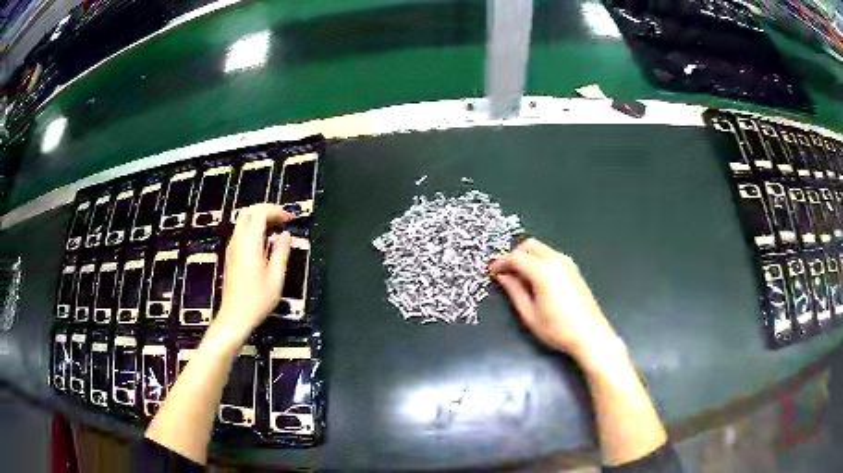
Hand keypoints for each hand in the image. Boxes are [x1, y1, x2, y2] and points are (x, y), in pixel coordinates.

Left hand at [216, 204, 292, 338]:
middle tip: (282, 219)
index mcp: (249, 244)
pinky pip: (241, 233)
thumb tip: (285, 235)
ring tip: (276, 229)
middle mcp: (237, 242)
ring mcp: (232, 248)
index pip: (259, 213)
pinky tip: (265, 243)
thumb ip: (281, 253)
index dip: (275, 210)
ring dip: (259, 219)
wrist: (234, 317)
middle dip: (265, 210)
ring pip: (243, 221)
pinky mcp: (231, 256)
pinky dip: (253, 229)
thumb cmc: (257, 301)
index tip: (289, 218)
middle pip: (248, 212)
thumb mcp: (275, 278)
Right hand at [489, 238, 621, 364]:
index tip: (490, 271)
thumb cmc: (557, 329)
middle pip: (529, 245)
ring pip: (541, 248)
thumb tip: (502, 276)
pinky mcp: (573, 268)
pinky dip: (538, 260)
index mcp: (543, 271)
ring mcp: (567, 262)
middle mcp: (556, 260)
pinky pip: (550, 255)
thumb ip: (514, 290)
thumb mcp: (529, 314)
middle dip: (513, 255)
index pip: (516, 257)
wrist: (590, 334)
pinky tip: (535, 279)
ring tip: (518, 277)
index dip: (500, 262)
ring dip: (526, 257)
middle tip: (504, 272)